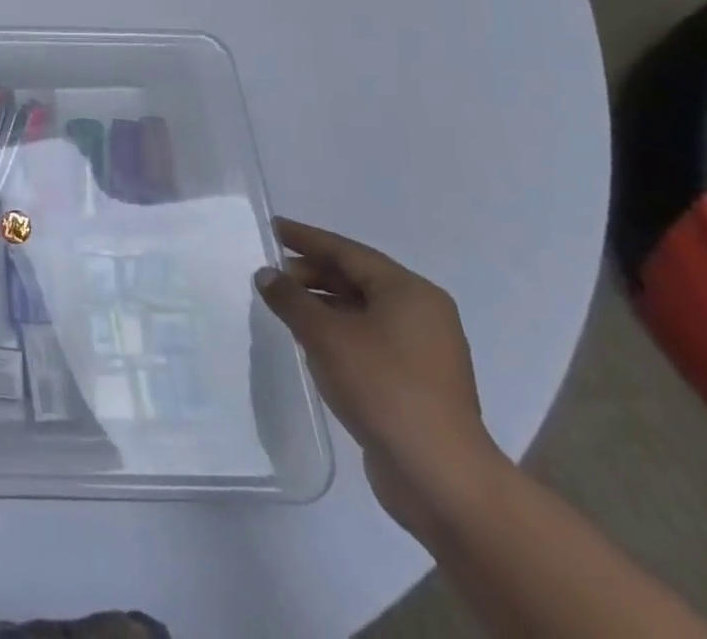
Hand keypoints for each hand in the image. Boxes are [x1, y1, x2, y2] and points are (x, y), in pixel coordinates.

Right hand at [257, 217, 503, 532]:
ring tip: (283, 306)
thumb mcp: (325, 335)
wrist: (440, 478)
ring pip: (362, 310)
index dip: (306, 238)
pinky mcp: (417, 382)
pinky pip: (369, 338)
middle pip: (356, 279)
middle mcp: (422, 314)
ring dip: (322, 304)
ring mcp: (424, 351)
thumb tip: (266, 274)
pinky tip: (310, 340)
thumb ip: (290, 298)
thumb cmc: (383, 388)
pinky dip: (337, 331)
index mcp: (409, 292)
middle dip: (311, 273)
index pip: (347, 251)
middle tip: (271, 274)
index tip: (272, 228)